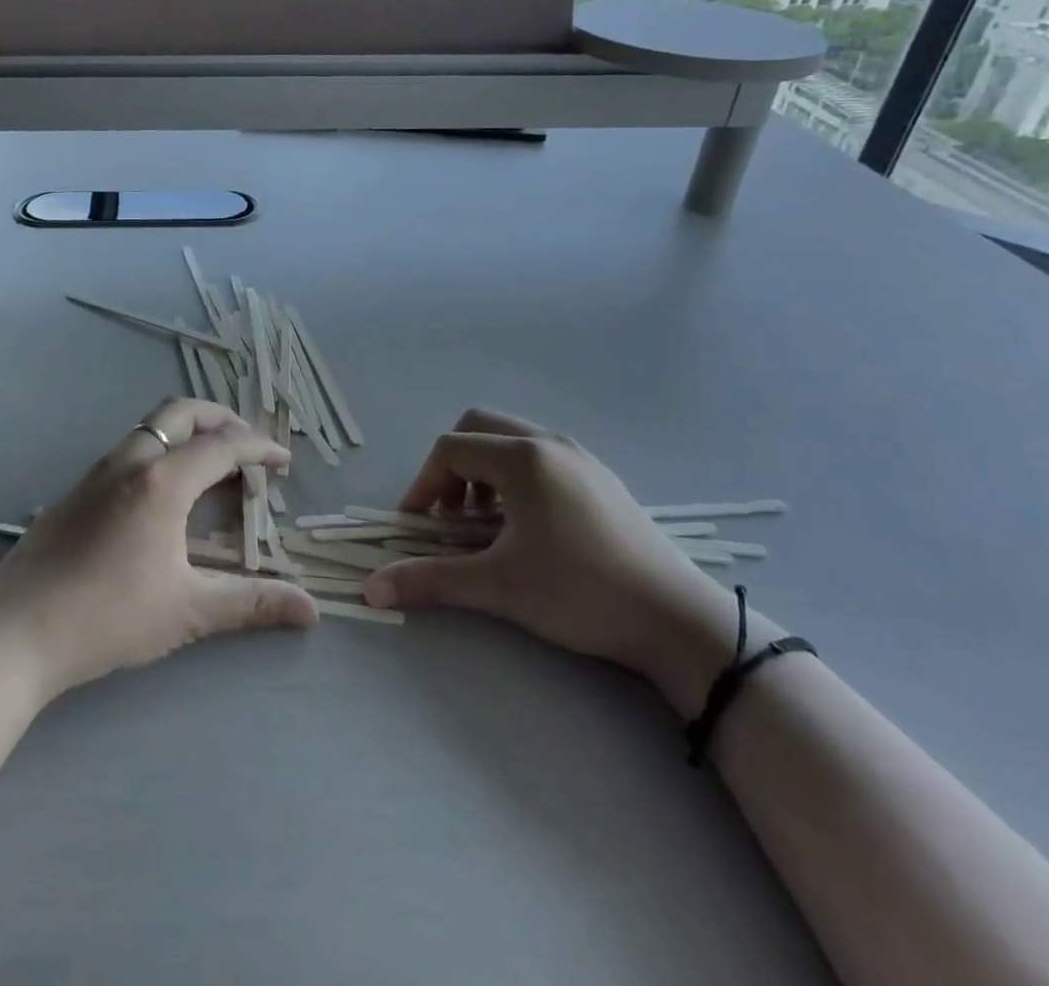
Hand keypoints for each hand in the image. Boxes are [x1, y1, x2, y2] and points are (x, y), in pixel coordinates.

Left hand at [0, 399, 319, 700]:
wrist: (13, 633)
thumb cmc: (107, 618)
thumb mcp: (188, 611)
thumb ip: (252, 603)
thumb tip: (311, 610)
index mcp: (163, 480)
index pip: (225, 444)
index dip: (261, 447)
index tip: (285, 462)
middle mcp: (131, 460)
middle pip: (182, 412)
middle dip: (222, 418)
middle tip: (247, 445)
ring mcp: (97, 470)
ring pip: (151, 426)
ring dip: (187, 432)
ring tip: (210, 466)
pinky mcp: (76, 488)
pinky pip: (129, 448)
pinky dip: (161, 449)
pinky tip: (163, 495)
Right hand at [362, 409, 738, 709]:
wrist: (677, 620)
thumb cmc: (580, 592)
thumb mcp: (498, 586)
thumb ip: (430, 580)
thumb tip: (371, 588)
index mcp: (522, 458)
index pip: (450, 449)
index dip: (422, 484)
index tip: (416, 525)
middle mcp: (549, 443)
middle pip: (478, 428)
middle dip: (452, 467)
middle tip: (450, 514)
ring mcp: (580, 457)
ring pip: (511, 441)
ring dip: (484, 472)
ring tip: (486, 523)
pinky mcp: (600, 478)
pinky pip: (541, 457)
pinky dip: (515, 478)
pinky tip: (527, 527)